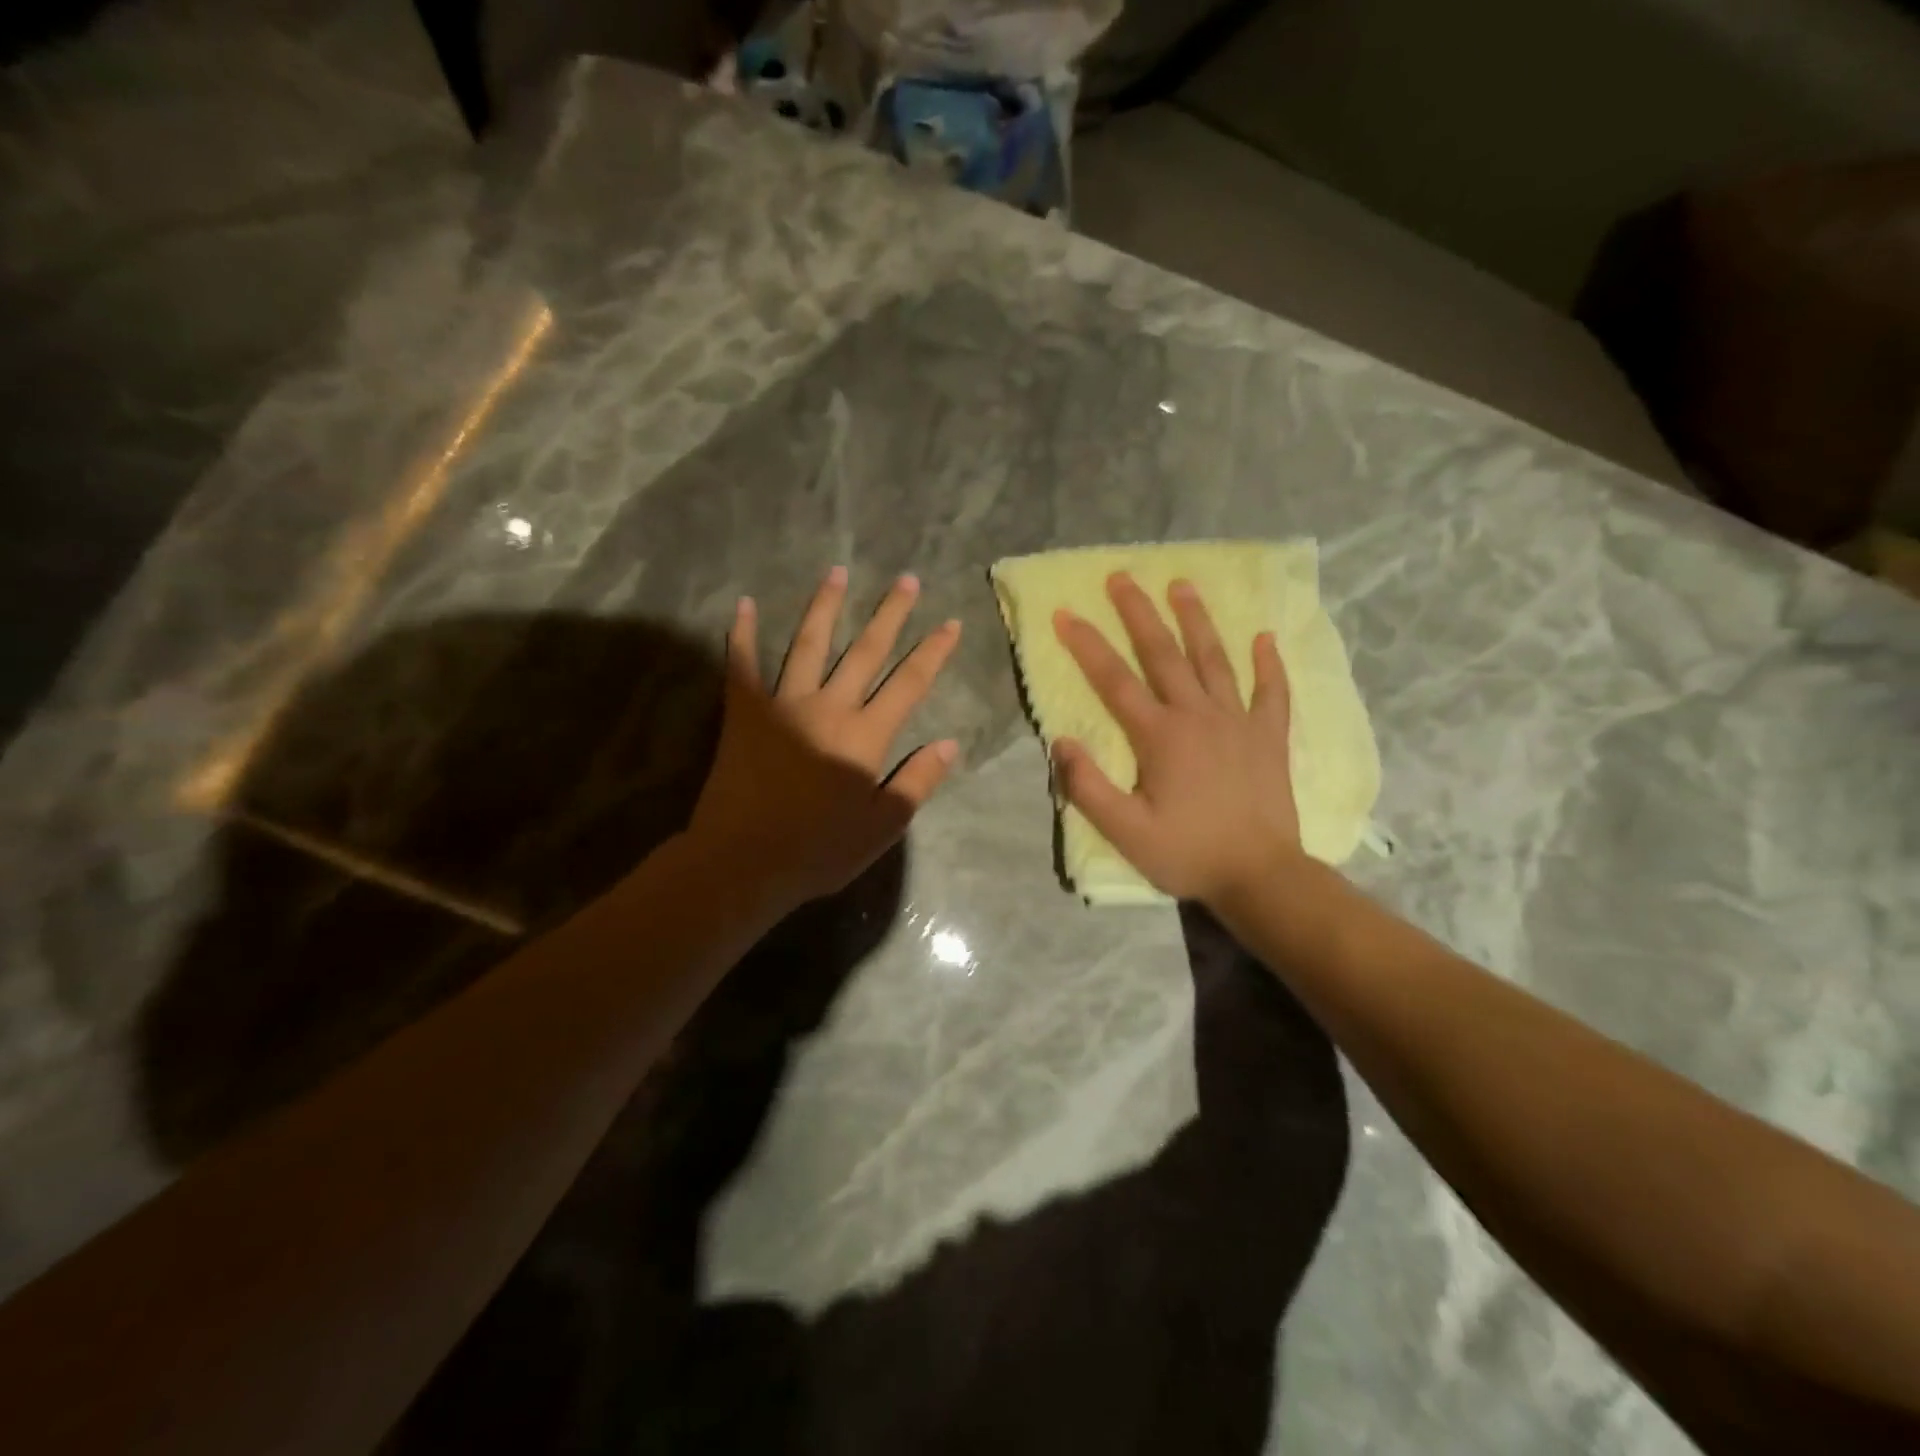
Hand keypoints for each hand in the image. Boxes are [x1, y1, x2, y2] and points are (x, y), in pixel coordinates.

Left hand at [688, 566, 961, 912]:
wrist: (743, 861)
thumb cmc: (818, 850)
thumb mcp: (882, 827)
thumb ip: (917, 782)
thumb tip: (949, 743)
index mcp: (865, 736)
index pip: (909, 684)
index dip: (933, 651)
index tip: (951, 622)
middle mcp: (828, 708)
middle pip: (865, 651)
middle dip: (889, 614)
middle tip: (906, 580)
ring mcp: (783, 705)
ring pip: (808, 644)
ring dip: (826, 607)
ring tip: (838, 572)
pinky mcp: (744, 713)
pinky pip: (742, 665)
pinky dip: (743, 634)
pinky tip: (744, 604)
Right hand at [1052, 573, 1303, 906]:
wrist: (1260, 875)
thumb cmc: (1187, 853)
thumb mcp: (1125, 831)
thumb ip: (1087, 786)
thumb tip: (1061, 741)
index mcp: (1160, 736)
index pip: (1114, 680)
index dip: (1087, 645)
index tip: (1066, 613)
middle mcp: (1198, 716)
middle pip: (1164, 654)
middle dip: (1139, 613)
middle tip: (1122, 577)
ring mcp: (1238, 722)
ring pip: (1214, 659)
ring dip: (1196, 620)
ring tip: (1181, 584)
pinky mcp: (1269, 736)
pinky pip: (1272, 692)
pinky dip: (1269, 664)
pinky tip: (1264, 637)